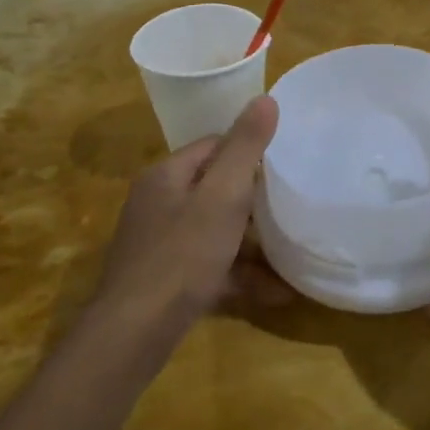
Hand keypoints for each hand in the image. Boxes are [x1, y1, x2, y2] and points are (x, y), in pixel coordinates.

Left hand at [94, 96, 287, 330]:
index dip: (248, 152)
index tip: (284, 166)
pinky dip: (240, 275)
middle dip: (253, 201)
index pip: (212, 146)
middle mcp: (158, 204)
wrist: (137, 330)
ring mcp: (159, 245)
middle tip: (292, 207)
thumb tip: (266, 99)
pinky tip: (277, 292)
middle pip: (213, 190)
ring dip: (252, 244)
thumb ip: (245, 148)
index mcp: (166, 176)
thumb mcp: (222, 196)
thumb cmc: (183, 254)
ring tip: (292, 251)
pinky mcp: (166, 281)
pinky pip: (211, 267)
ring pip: (214, 232)